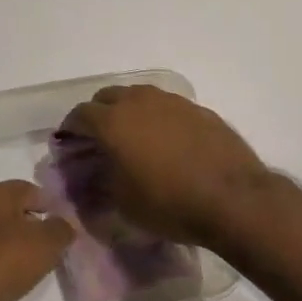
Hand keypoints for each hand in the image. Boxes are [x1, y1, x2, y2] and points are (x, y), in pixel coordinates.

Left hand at [0, 181, 74, 300]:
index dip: (54, 208)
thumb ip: (60, 230)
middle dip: (35, 228)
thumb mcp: (42, 246)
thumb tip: (66, 223)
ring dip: (17, 246)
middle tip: (54, 250)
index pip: (35, 190)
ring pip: (0, 232)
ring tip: (34, 268)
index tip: (67, 230)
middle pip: (16, 211)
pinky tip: (6, 279)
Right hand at [59, 85, 272, 247]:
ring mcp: (170, 101)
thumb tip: (89, 175)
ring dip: (128, 111)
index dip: (70, 129)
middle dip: (97, 114)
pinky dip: (156, 118)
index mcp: (112, 121)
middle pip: (106, 97)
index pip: (79, 115)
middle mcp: (138, 101)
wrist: (233, 199)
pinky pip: (166, 107)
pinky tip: (166, 142)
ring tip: (133, 137)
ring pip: (138, 96)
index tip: (68, 144)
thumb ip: (100, 183)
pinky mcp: (198, 109)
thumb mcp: (123, 203)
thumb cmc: (169, 203)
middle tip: (98, 138)